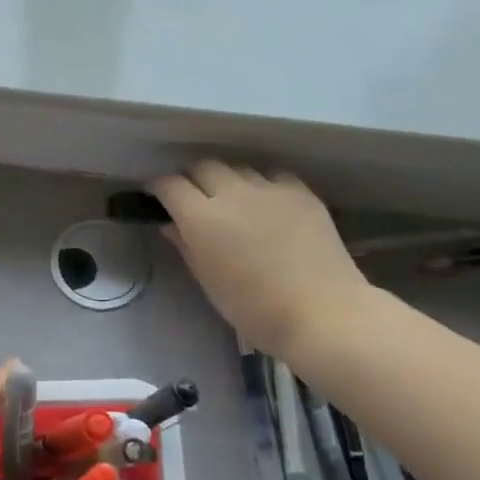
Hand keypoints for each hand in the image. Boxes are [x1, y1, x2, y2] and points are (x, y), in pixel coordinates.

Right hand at [152, 161, 381, 366]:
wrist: (321, 312)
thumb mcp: (209, 282)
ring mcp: (269, 188)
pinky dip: (262, 184)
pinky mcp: (301, 191)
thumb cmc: (253, 309)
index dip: (160, 188)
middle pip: (204, 167)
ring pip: (239, 168)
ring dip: (228, 180)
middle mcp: (232, 193)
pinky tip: (266, 203)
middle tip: (194, 199)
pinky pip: (272, 176)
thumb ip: (186, 247)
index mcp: (201, 218)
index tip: (158, 197)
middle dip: (193, 178)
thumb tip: (171, 225)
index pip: (170, 185)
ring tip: (233, 201)